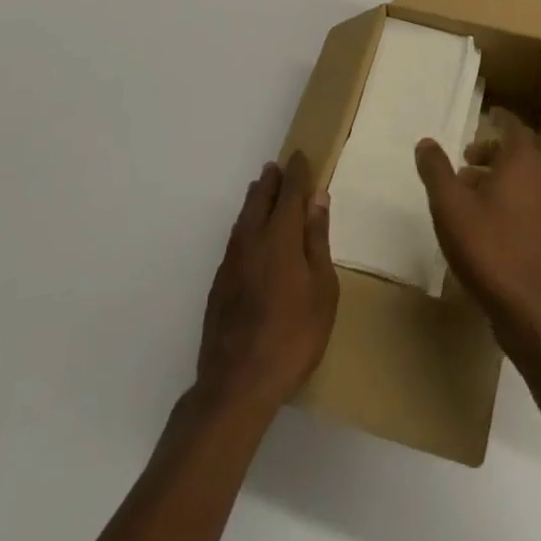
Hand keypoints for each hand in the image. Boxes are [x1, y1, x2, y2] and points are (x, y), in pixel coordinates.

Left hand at [195, 152, 337, 417]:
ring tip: (261, 189)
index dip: (296, 172)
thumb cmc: (292, 336)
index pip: (289, 192)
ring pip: (243, 218)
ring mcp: (231, 262)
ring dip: (254, 200)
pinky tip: (248, 235)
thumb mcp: (322, 289)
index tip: (300, 156)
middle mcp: (252, 240)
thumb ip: (317, 240)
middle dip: (271, 181)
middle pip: (260, 199)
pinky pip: (234, 239)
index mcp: (280, 236)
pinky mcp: (219, 284)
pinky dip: (244, 225)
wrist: (236, 385)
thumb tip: (316, 199)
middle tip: (278, 167)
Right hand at [415, 108, 540, 338]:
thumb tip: (426, 142)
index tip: (488, 114)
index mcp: (523, 163)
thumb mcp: (450, 206)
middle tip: (464, 160)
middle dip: (492, 152)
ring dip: (498, 179)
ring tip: (469, 195)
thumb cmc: (488, 247)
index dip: (500, 119)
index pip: (514, 127)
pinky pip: (529, 204)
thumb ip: (436, 170)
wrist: (531, 310)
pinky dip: (509, 201)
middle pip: (519, 154)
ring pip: (524, 181)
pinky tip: (487, 225)